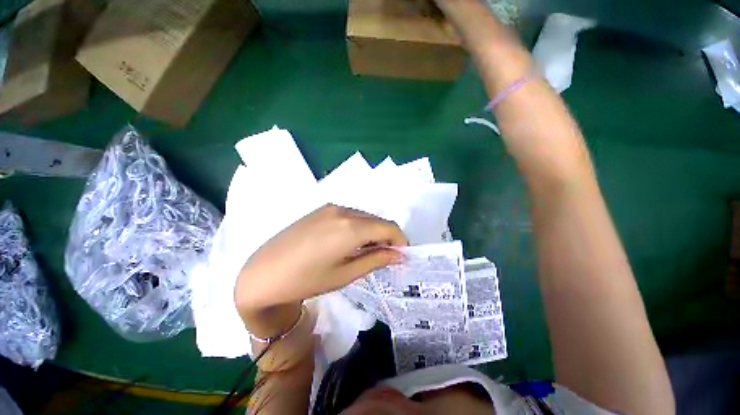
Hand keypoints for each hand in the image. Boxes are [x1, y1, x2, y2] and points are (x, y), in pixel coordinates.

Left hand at [234, 204, 407, 336]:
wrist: (262, 273)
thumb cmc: (306, 280)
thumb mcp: (346, 274)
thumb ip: (376, 260)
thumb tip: (399, 255)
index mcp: (351, 226)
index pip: (389, 227)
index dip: (400, 240)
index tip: (401, 255)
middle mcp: (343, 210)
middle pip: (377, 220)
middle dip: (386, 237)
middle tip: (383, 257)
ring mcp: (331, 207)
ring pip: (364, 216)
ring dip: (372, 231)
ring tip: (365, 252)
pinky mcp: (321, 209)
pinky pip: (349, 215)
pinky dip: (357, 227)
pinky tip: (348, 242)